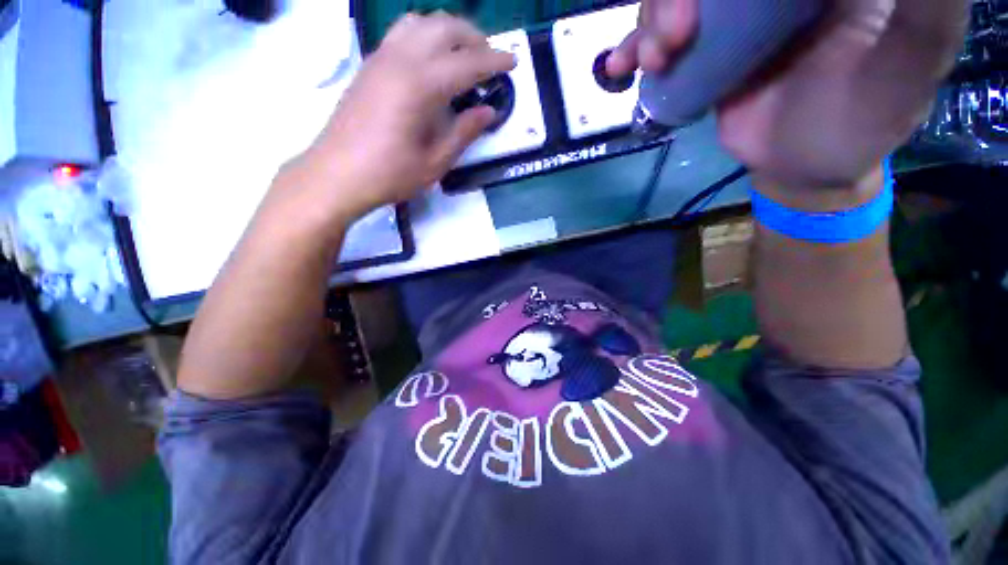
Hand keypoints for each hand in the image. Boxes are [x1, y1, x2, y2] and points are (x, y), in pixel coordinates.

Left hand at [295, 13, 515, 219]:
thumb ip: (463, 133)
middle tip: (490, 58)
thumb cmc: (389, 174)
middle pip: (444, 27)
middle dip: (474, 37)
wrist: (337, 174)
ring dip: (448, 30)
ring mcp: (381, 58)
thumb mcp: (435, 162)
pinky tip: (431, 59)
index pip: (467, 63)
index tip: (513, 62)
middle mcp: (401, 60)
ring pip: (421, 22)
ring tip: (462, 53)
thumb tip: (487, 111)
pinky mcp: (370, 65)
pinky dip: (425, 35)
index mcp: (421, 86)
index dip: (494, 61)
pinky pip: (402, 32)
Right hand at [608, 0, 968, 195]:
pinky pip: (660, 38)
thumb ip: (919, 11)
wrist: (803, 166)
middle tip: (675, 35)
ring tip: (655, 58)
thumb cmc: (862, 125)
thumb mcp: (907, 66)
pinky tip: (622, 64)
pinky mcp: (703, 51)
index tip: (709, 4)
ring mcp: (732, 17)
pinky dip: (634, 47)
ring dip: (651, 20)